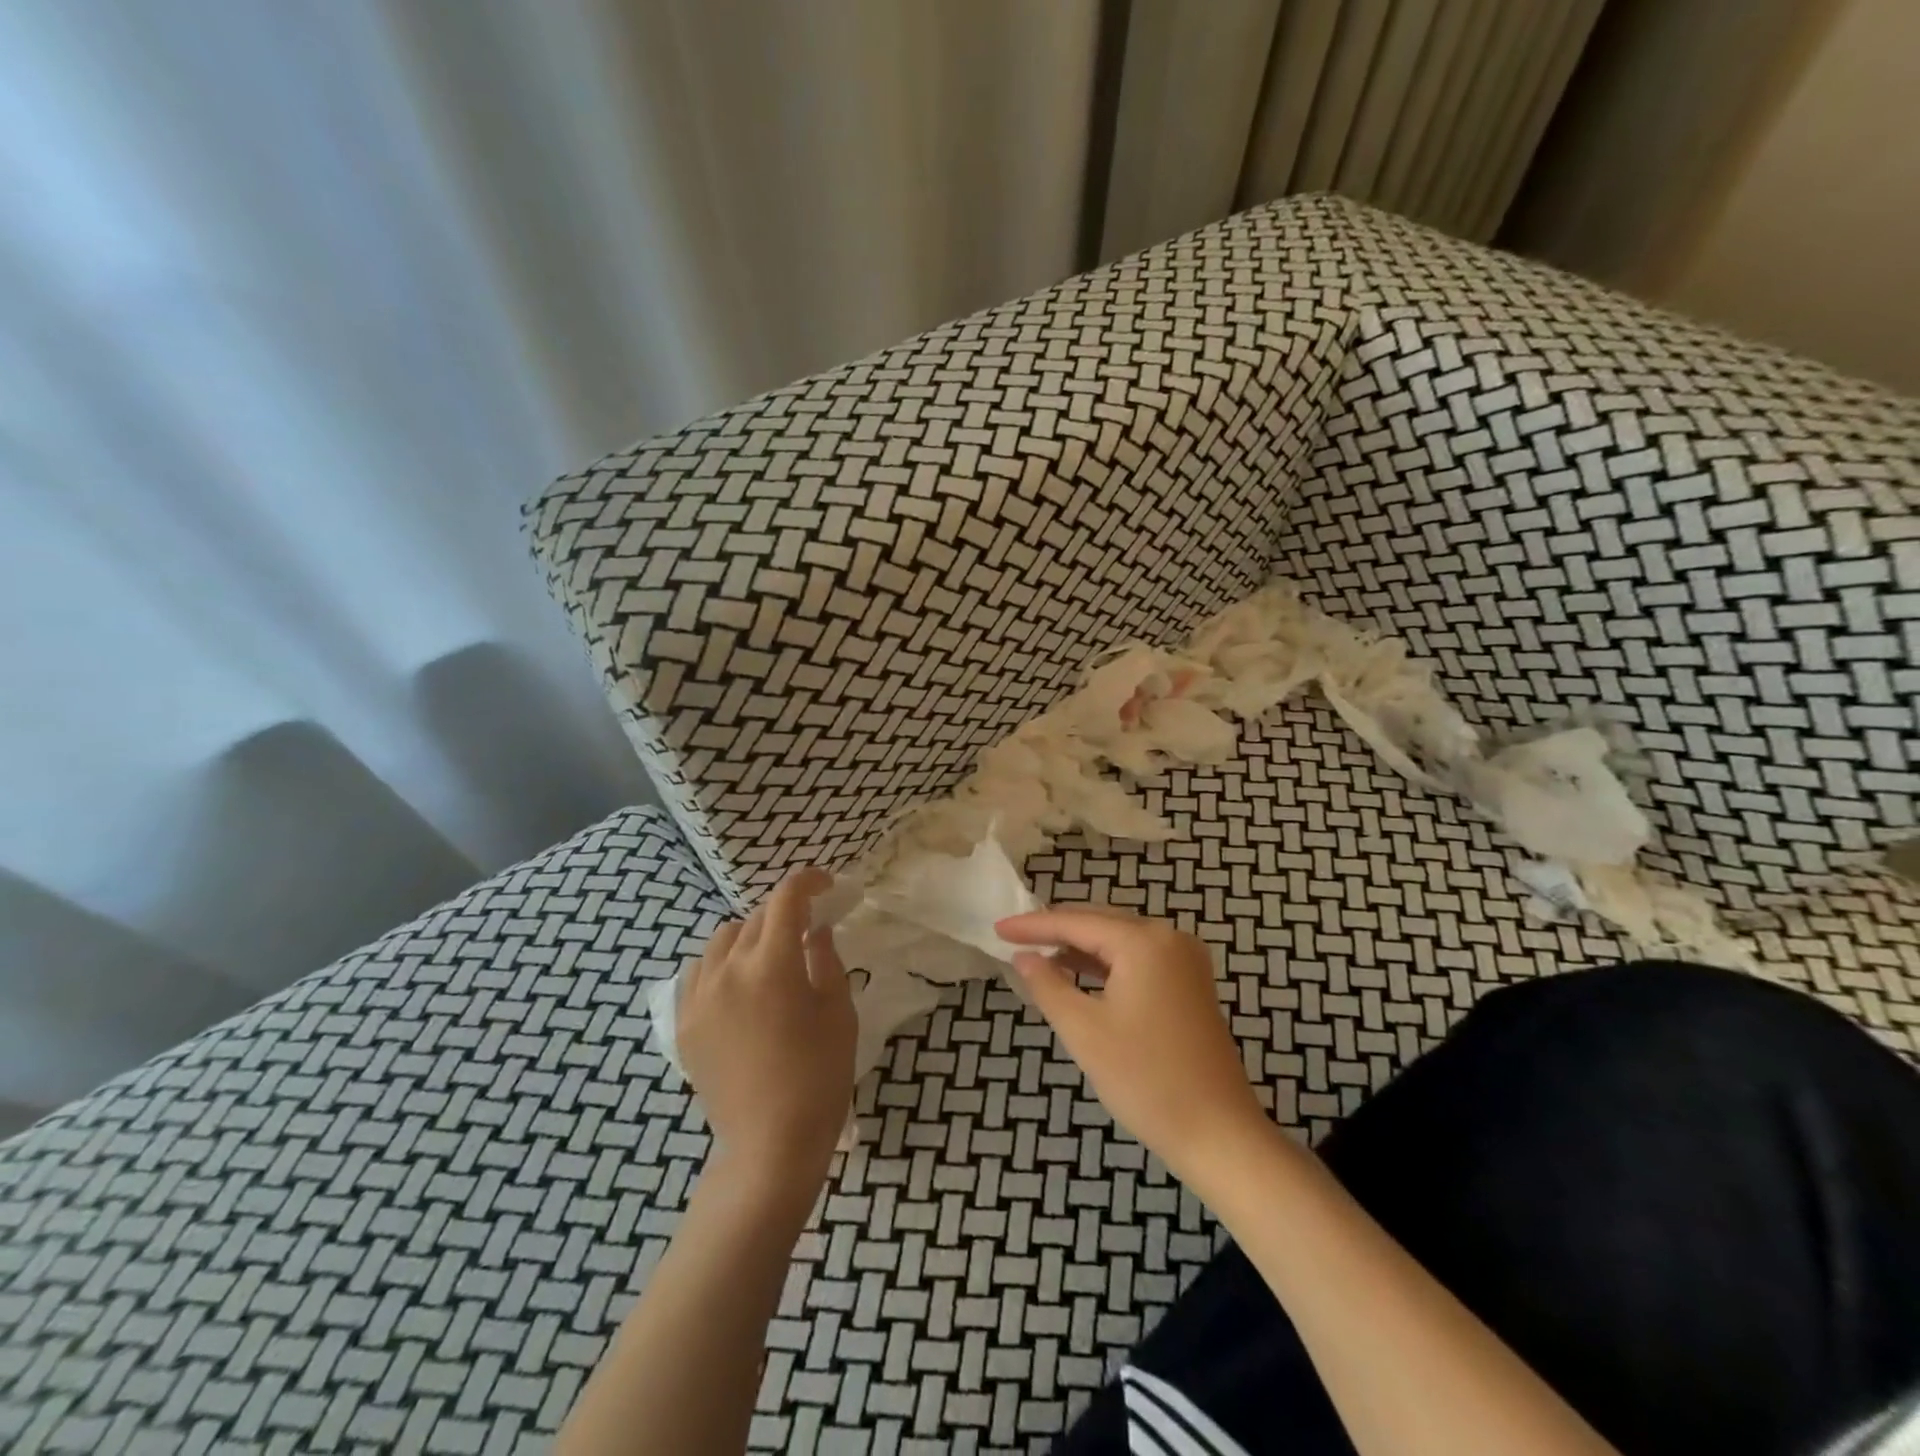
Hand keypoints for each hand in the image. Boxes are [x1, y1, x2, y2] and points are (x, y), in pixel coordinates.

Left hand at [679, 868, 855, 1188]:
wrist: (770, 1145)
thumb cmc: (819, 1076)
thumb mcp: (839, 1012)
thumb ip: (826, 960)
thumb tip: (814, 930)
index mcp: (771, 964)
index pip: (786, 899)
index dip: (808, 882)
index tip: (826, 885)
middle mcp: (727, 970)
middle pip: (755, 918)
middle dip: (784, 914)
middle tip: (808, 929)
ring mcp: (699, 997)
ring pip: (722, 940)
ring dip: (750, 936)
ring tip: (771, 958)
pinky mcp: (685, 1023)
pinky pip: (699, 973)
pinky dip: (720, 964)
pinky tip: (738, 986)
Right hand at [996, 906, 1266, 1184]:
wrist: (1219, 1134)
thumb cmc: (1146, 1080)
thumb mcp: (1084, 1031)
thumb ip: (1048, 985)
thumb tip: (1023, 957)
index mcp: (1144, 942)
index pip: (1076, 923)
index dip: (1033, 925)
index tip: (997, 928)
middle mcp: (1169, 938)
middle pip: (1100, 923)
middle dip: (1056, 931)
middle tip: (1014, 938)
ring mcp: (1185, 960)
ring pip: (1119, 940)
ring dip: (1080, 948)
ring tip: (1039, 958)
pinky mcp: (1191, 984)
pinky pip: (1138, 959)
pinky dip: (1106, 965)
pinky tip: (1080, 976)